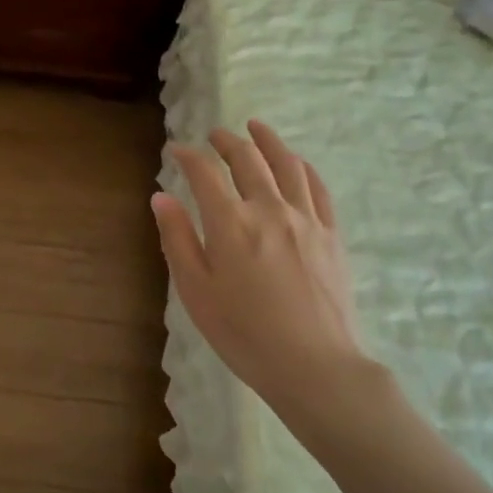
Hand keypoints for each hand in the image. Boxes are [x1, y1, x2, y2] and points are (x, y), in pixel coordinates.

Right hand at [152, 121, 373, 419]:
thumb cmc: (243, 334)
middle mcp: (269, 209)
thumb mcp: (195, 291)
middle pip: (247, 160)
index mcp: (230, 223)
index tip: (176, 150)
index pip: (205, 174)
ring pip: (287, 165)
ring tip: (256, 127)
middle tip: (214, 135)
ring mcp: (306, 220)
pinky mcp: (331, 235)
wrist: (314, 365)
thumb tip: (161, 197)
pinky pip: (318, 188)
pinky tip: (296, 163)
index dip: (188, 156)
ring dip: (268, 141)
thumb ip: (177, 239)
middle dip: (226, 142)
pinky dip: (303, 167)